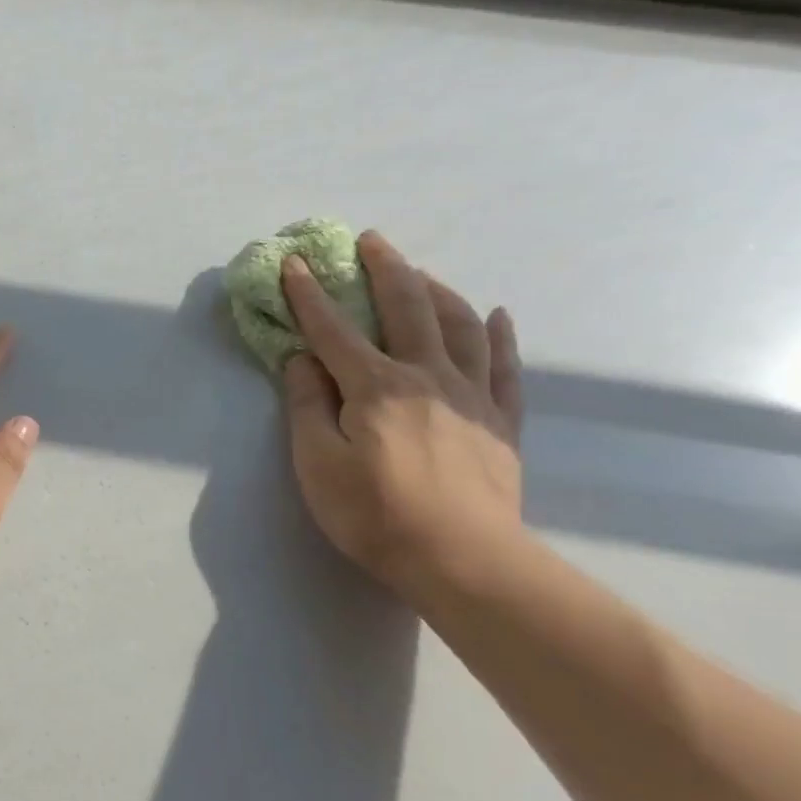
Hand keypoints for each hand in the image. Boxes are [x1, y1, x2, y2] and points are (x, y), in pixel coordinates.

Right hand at [280, 232, 524, 599]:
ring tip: (422, 273)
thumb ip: (308, 406)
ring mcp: (471, 396)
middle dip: (385, 270)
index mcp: (375, 387)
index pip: (334, 330)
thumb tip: (301, 360)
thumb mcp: (317, 464)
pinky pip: (505, 366)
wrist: (462, 559)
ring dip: (437, 290)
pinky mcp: (501, 421)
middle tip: (372, 240)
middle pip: (406, 308)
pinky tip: (496, 315)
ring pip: (460, 325)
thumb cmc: (374, 514)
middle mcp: (426, 376)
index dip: (310, 295)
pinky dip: (499, 335)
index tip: (295, 263)